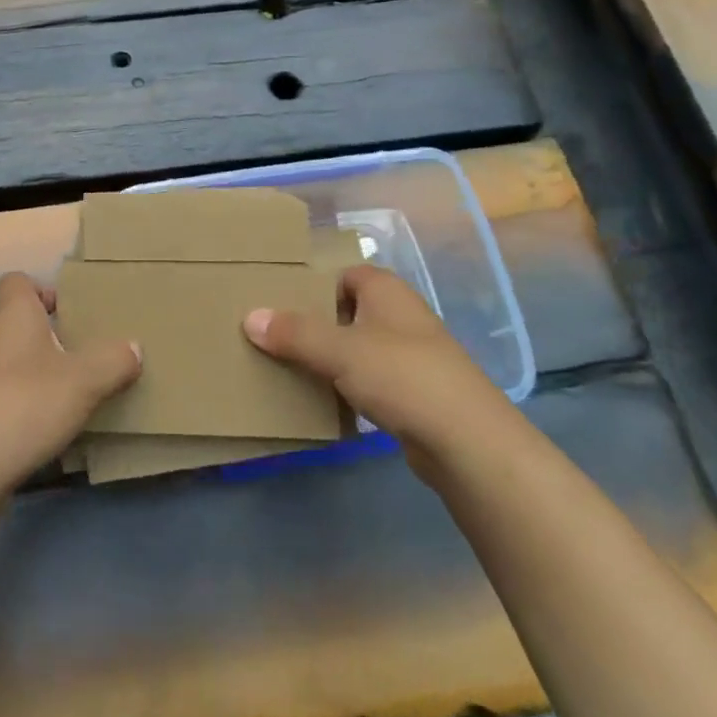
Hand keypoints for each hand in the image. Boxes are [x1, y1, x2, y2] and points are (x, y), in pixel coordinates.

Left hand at [0, 272, 141, 495]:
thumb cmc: (24, 403)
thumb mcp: (84, 380)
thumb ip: (113, 360)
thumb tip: (133, 347)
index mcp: (12, 312)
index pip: (18, 281)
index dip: (43, 291)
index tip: (71, 315)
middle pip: (17, 322)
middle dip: (49, 337)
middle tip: (83, 358)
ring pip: (9, 361)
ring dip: (36, 374)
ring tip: (71, 397)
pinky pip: (0, 396)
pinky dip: (21, 406)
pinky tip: (45, 430)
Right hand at [243, 265, 501, 481]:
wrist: (467, 441)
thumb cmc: (402, 376)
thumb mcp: (340, 350)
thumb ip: (294, 333)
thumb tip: (249, 316)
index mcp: (386, 290)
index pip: (345, 274)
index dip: (315, 286)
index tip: (281, 303)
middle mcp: (401, 315)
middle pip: (349, 311)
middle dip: (317, 324)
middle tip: (276, 336)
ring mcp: (413, 356)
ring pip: (360, 348)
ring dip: (332, 358)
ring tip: (291, 369)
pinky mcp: (417, 394)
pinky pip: (372, 380)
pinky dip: (350, 387)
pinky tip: (327, 402)